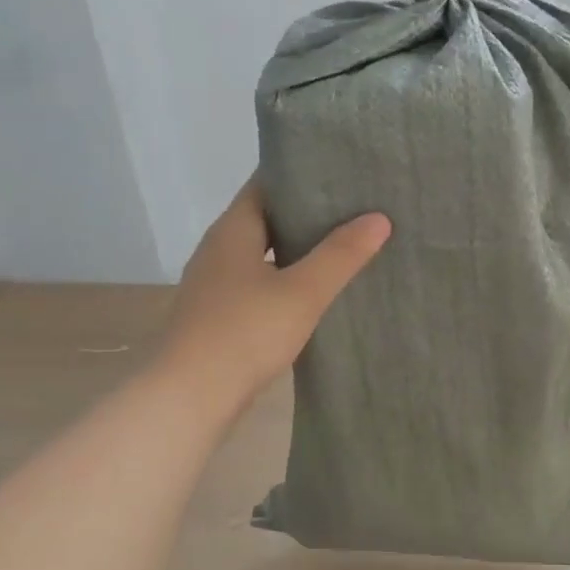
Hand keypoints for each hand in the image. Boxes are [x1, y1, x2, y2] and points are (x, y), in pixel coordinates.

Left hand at [163, 179, 390, 404]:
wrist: (190, 397)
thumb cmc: (245, 334)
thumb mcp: (302, 292)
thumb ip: (340, 255)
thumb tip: (379, 218)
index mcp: (232, 231)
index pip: (266, 184)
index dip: (302, 175)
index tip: (342, 173)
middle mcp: (219, 250)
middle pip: (266, 219)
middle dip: (307, 214)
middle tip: (356, 210)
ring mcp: (216, 285)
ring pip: (263, 255)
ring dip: (298, 251)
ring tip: (344, 248)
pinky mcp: (220, 316)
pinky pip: (259, 285)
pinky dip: (286, 281)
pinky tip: (315, 294)